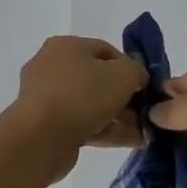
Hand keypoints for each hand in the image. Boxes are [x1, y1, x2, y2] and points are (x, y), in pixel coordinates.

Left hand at [8, 37, 148, 156]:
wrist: (40, 139)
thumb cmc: (82, 95)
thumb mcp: (123, 74)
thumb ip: (137, 71)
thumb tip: (137, 78)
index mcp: (66, 46)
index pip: (106, 50)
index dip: (130, 66)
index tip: (145, 86)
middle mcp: (52, 67)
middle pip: (98, 79)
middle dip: (126, 97)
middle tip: (146, 112)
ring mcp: (48, 99)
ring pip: (92, 104)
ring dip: (120, 117)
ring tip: (146, 132)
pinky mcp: (48, 127)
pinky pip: (84, 124)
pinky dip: (107, 130)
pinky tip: (133, 141)